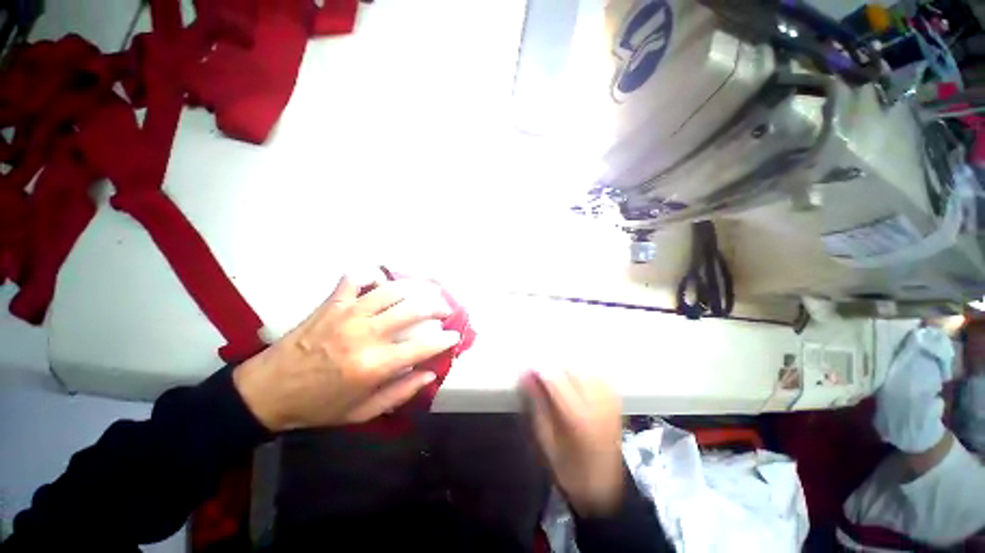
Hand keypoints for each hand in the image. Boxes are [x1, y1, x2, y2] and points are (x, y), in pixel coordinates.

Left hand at [233, 273, 459, 430]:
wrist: (267, 392)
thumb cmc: (319, 406)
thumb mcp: (363, 412)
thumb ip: (400, 393)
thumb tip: (430, 373)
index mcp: (374, 366)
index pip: (422, 346)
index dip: (444, 339)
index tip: (453, 335)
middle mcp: (365, 335)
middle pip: (413, 309)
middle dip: (437, 305)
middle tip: (445, 308)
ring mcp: (347, 314)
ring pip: (391, 290)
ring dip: (415, 287)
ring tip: (426, 290)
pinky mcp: (331, 304)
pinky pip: (355, 279)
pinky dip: (371, 276)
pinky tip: (380, 282)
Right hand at [522, 370, 624, 516]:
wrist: (604, 484)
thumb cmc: (569, 466)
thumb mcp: (546, 439)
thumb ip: (537, 404)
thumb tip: (526, 375)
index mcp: (579, 418)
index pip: (556, 380)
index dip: (539, 369)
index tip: (526, 367)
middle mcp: (598, 404)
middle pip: (572, 368)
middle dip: (552, 366)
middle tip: (539, 372)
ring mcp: (610, 399)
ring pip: (584, 367)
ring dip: (567, 368)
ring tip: (555, 377)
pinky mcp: (615, 397)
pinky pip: (596, 372)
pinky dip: (581, 371)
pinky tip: (573, 379)